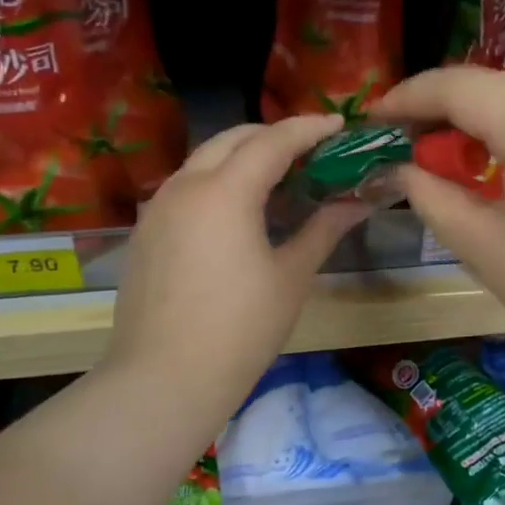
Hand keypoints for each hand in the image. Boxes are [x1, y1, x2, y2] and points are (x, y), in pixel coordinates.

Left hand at [102, 115, 367, 436]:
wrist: (164, 379)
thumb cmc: (240, 329)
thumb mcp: (291, 276)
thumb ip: (324, 228)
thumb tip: (358, 201)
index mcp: (225, 191)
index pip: (273, 140)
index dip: (310, 128)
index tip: (340, 125)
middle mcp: (186, 185)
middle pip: (232, 138)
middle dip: (273, 135)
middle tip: (310, 151)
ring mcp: (158, 208)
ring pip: (204, 160)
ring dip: (242, 157)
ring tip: (278, 179)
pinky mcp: (146, 232)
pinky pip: (186, 187)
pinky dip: (217, 182)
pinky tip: (238, 213)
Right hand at [377, 68, 504, 366]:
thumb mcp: (482, 246)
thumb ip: (431, 196)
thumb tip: (404, 170)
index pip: (457, 86)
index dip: (409, 96)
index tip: (376, 114)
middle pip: (496, 85)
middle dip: (447, 107)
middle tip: (414, 143)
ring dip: (489, 120)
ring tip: (464, 161)